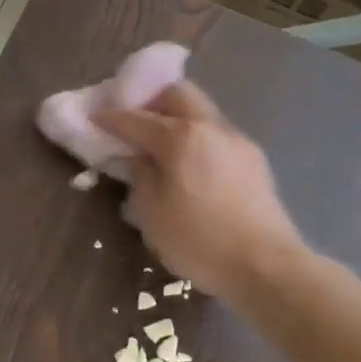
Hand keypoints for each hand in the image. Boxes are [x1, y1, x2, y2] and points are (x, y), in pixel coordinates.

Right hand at [96, 81, 304, 307]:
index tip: (94, 119)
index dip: (111, 117)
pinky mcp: (255, 160)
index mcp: (181, 136)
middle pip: (178, 94)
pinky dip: (197, 140)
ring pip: (201, 112)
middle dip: (151, 102)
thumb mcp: (151, 213)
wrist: (266, 267)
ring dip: (177, 121)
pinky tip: (191, 168)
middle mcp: (211, 127)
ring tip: (162, 150)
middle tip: (133, 126)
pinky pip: (217, 136)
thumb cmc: (199, 242)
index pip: (136, 117)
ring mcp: (238, 141)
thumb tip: (139, 157)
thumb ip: (140, 175)